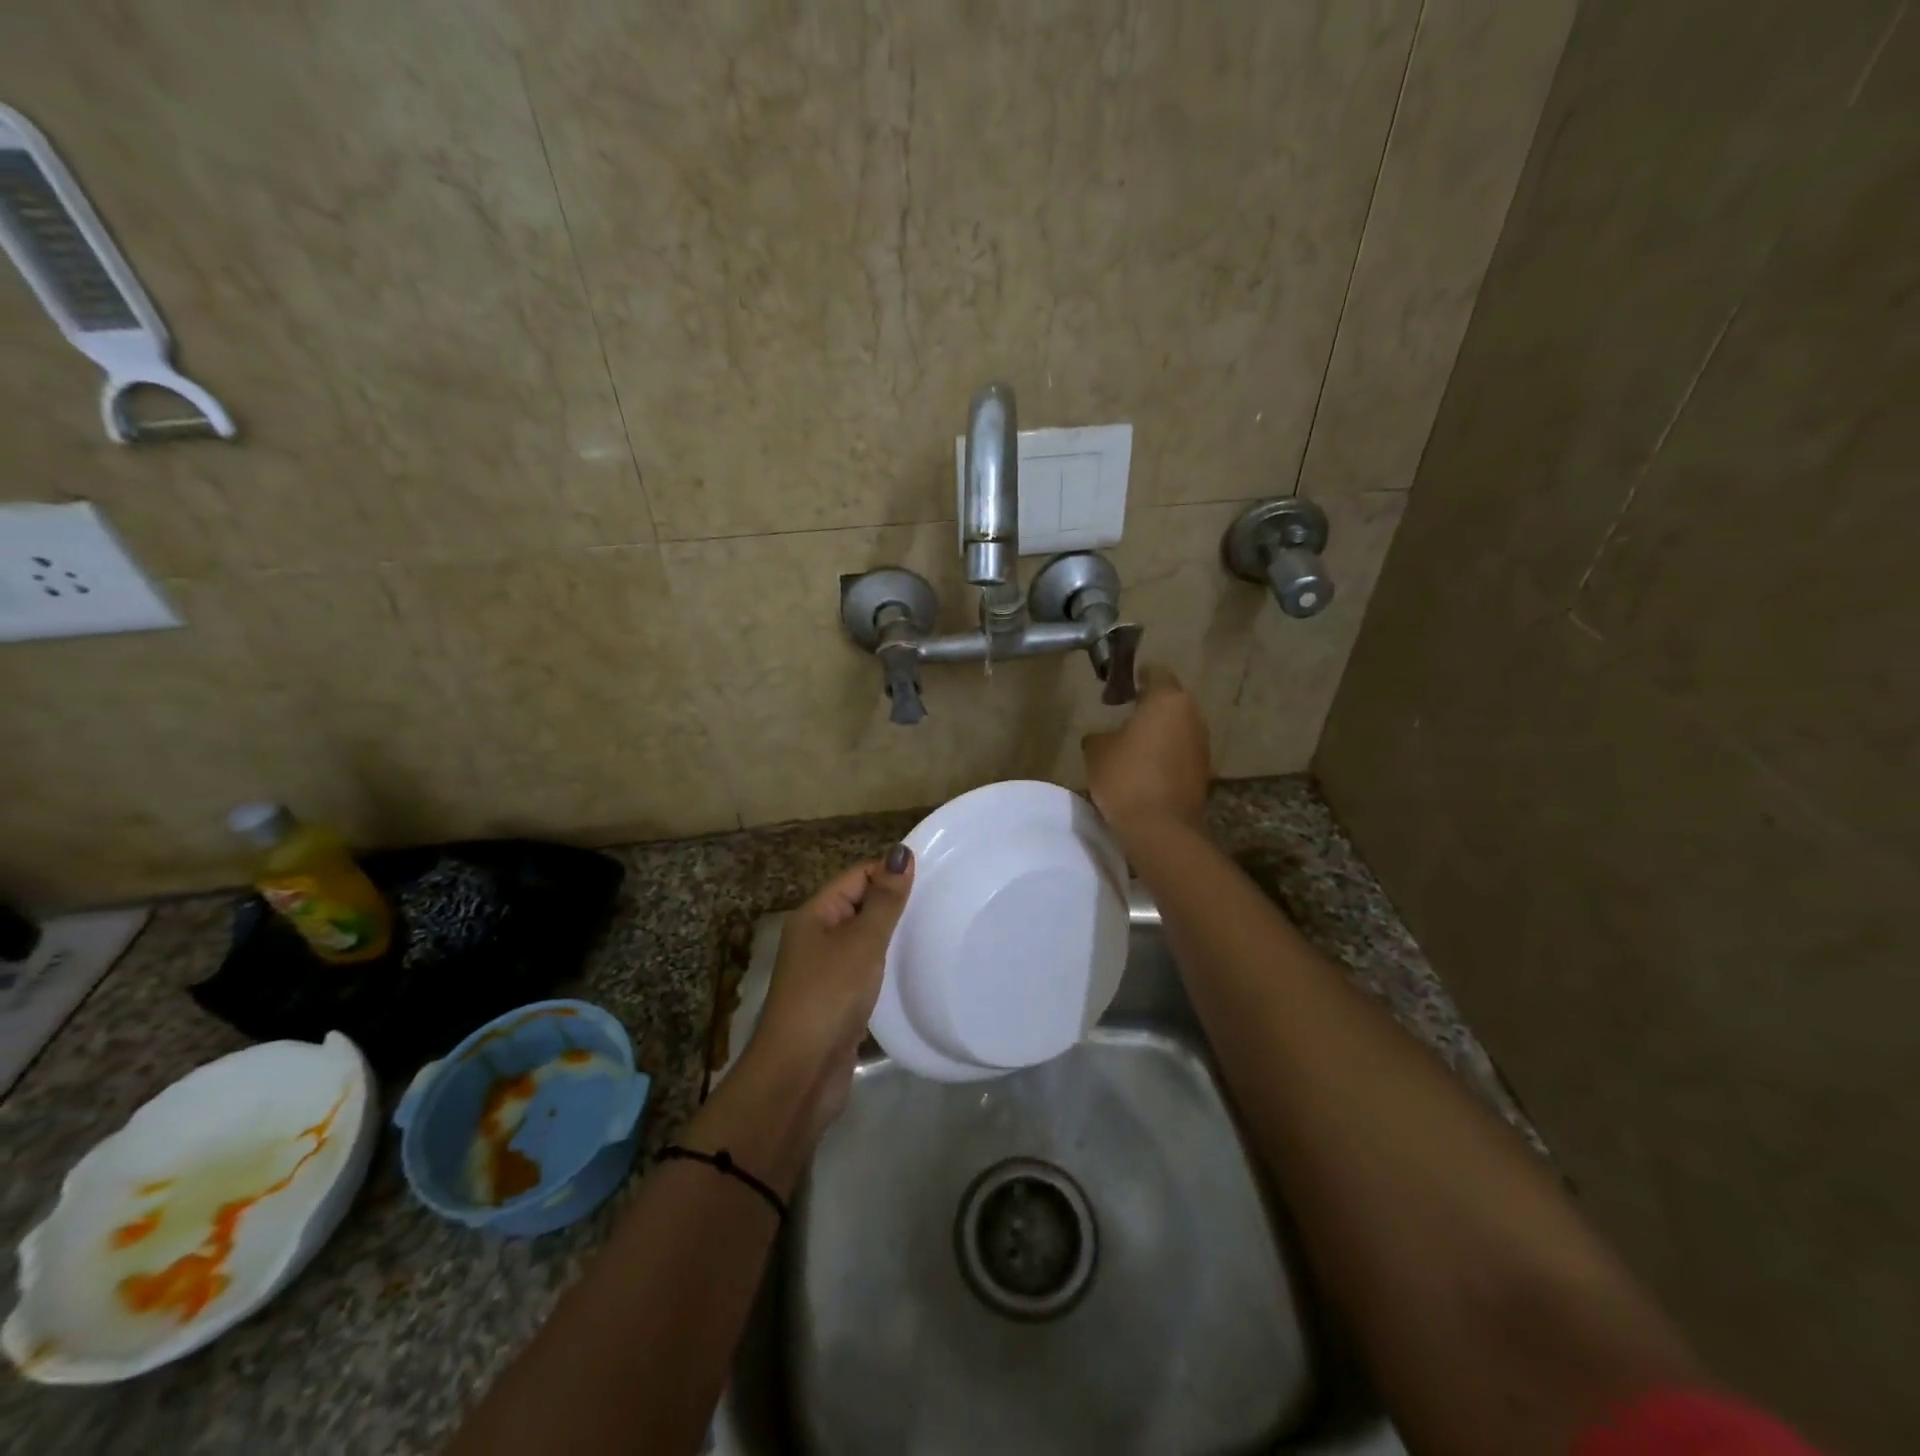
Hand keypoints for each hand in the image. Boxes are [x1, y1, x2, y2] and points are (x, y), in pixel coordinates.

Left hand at [745, 847, 914, 1129]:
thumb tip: (901, 852)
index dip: (890, 871)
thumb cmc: (829, 995)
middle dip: (895, 903)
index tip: (935, 875)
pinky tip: (914, 969)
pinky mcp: (838, 1000)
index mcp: (815, 914)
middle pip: (860, 905)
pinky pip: (866, 970)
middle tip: (943, 902)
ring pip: (864, 940)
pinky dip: (887, 966)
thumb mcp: (861, 942)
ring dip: (893, 936)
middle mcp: (817, 937)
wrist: (800, 1072)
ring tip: (936, 931)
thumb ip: (885, 900)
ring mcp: (826, 971)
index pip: (857, 875)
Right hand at [1081, 665, 1211, 842]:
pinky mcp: (1204, 772)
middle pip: (1170, 701)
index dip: (1135, 676)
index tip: (1118, 688)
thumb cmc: (1125, 777)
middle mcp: (1192, 716)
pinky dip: (1166, 755)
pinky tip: (1145, 770)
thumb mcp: (1096, 751)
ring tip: (1132, 746)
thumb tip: (1103, 736)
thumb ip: (1099, 734)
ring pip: (1178, 728)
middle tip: (1123, 716)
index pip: (1155, 673)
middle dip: (1149, 706)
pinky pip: (1181, 753)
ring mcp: (1202, 745)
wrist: (1160, 828)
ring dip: (1159, 732)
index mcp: (1168, 700)